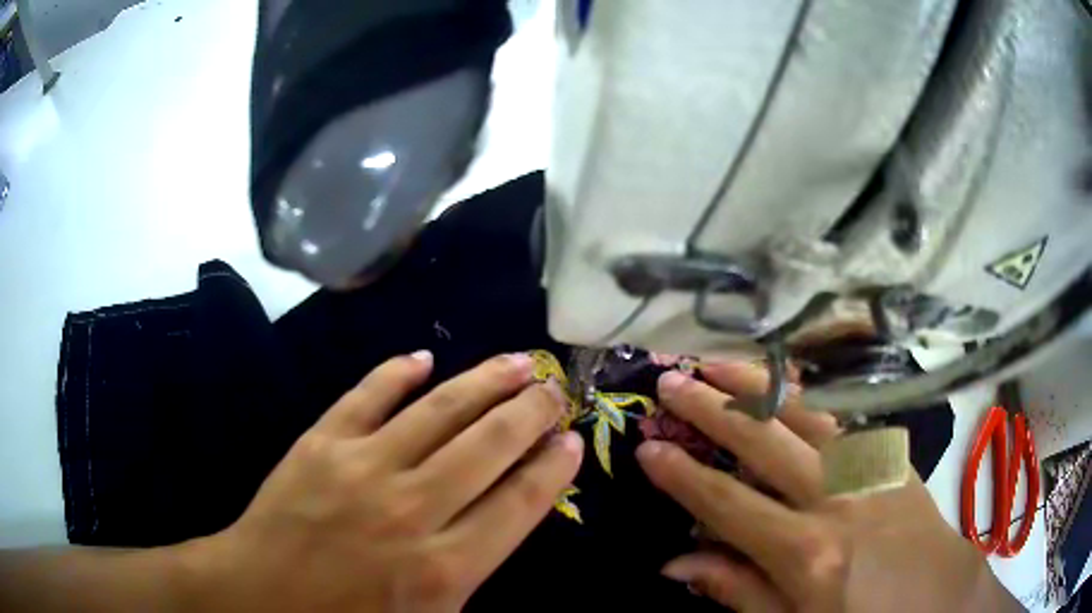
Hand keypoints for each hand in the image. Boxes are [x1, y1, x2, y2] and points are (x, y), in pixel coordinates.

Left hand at [187, 352, 582, 611]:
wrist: (261, 596)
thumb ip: (474, 571)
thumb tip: (508, 513)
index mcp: (444, 569)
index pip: (519, 503)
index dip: (552, 466)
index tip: (572, 439)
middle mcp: (411, 510)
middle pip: (488, 446)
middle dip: (531, 412)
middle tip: (555, 387)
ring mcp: (361, 468)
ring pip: (438, 411)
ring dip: (483, 381)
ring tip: (515, 361)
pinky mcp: (320, 443)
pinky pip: (367, 395)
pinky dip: (397, 372)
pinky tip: (424, 357)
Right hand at [636, 362, 1019, 611]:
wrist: (942, 603)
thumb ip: (738, 592)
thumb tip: (676, 564)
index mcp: (807, 552)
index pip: (728, 504)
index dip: (683, 476)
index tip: (646, 449)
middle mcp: (838, 498)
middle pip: (765, 442)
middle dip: (712, 408)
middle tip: (670, 380)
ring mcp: (871, 469)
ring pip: (807, 412)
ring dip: (760, 384)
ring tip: (720, 361)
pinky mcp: (894, 459)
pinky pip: (846, 418)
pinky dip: (811, 397)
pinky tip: (788, 387)